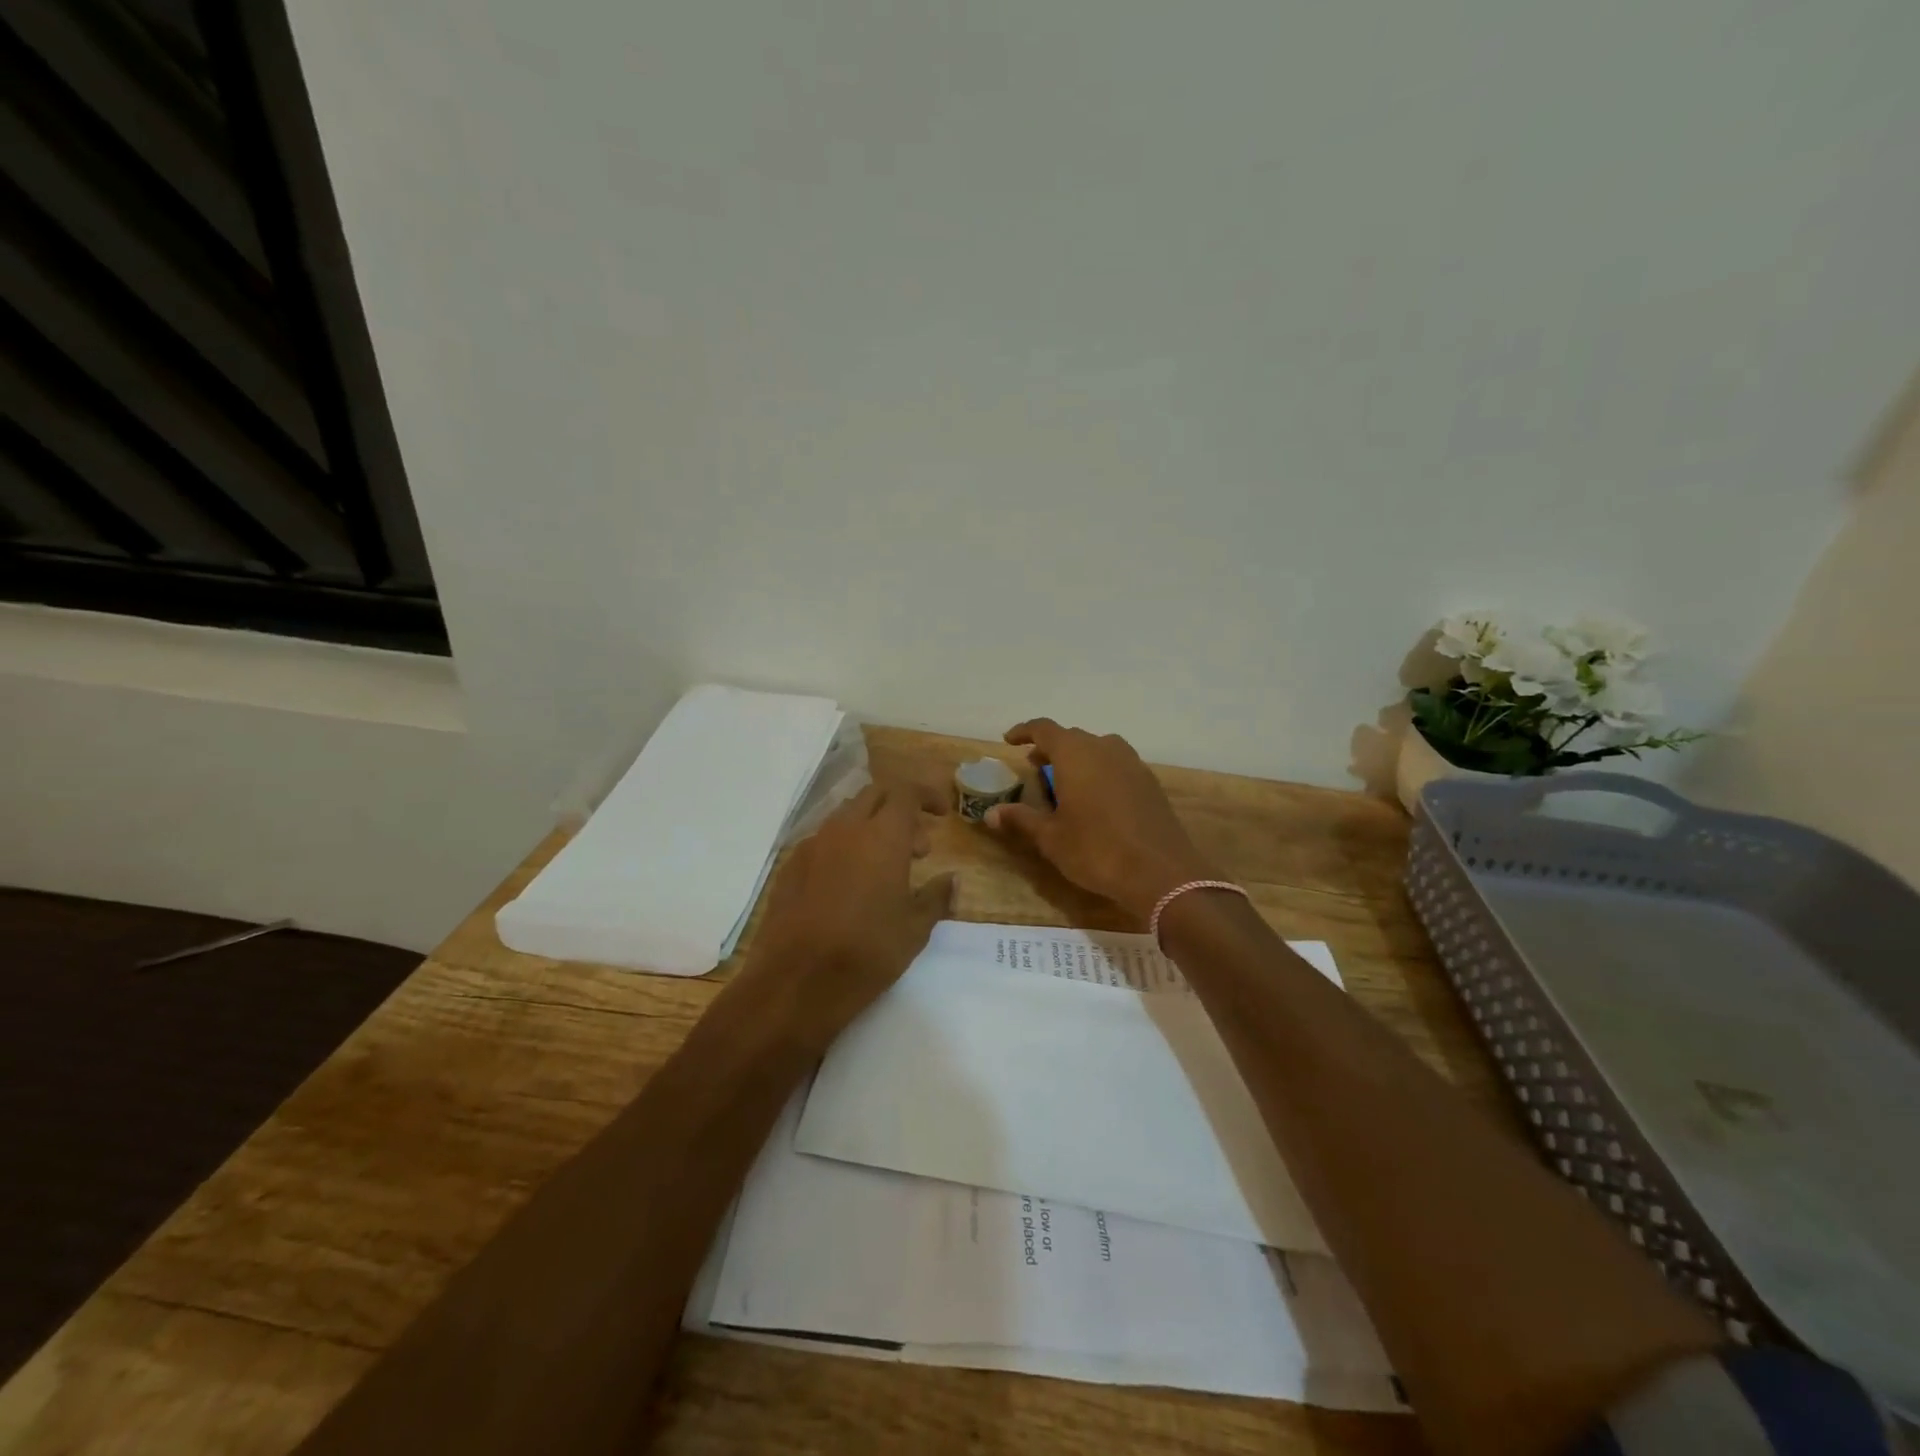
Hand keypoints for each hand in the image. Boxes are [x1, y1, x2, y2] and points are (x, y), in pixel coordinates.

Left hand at [733, 781, 954, 1051]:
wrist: (795, 982)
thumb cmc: (866, 953)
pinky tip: (850, 883)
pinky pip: (824, 840)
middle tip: (918, 846)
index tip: (942, 814)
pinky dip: (845, 847)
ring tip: (886, 867)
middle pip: (875, 795)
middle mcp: (845, 829)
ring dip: (871, 827)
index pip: (906, 792)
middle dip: (900, 808)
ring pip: (847, 815)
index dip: (927, 796)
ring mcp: (812, 845)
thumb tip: (952, 879)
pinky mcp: (790, 866)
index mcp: (882, 837)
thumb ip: (936, 897)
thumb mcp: (914, 930)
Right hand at [986, 719, 1215, 923]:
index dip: (1025, 731)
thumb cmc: (1096, 850)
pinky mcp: (1150, 782)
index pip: (1045, 729)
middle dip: (1050, 748)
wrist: (1161, 873)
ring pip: (1098, 748)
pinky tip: (1096, 797)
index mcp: (1075, 754)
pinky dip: (1100, 771)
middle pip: (1072, 737)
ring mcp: (1132, 763)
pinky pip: (1117, 764)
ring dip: (1078, 758)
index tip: (1009, 741)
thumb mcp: (1051, 838)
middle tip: (1035, 766)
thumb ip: (1021, 819)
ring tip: (1065, 781)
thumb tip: (991, 813)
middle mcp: (1104, 748)